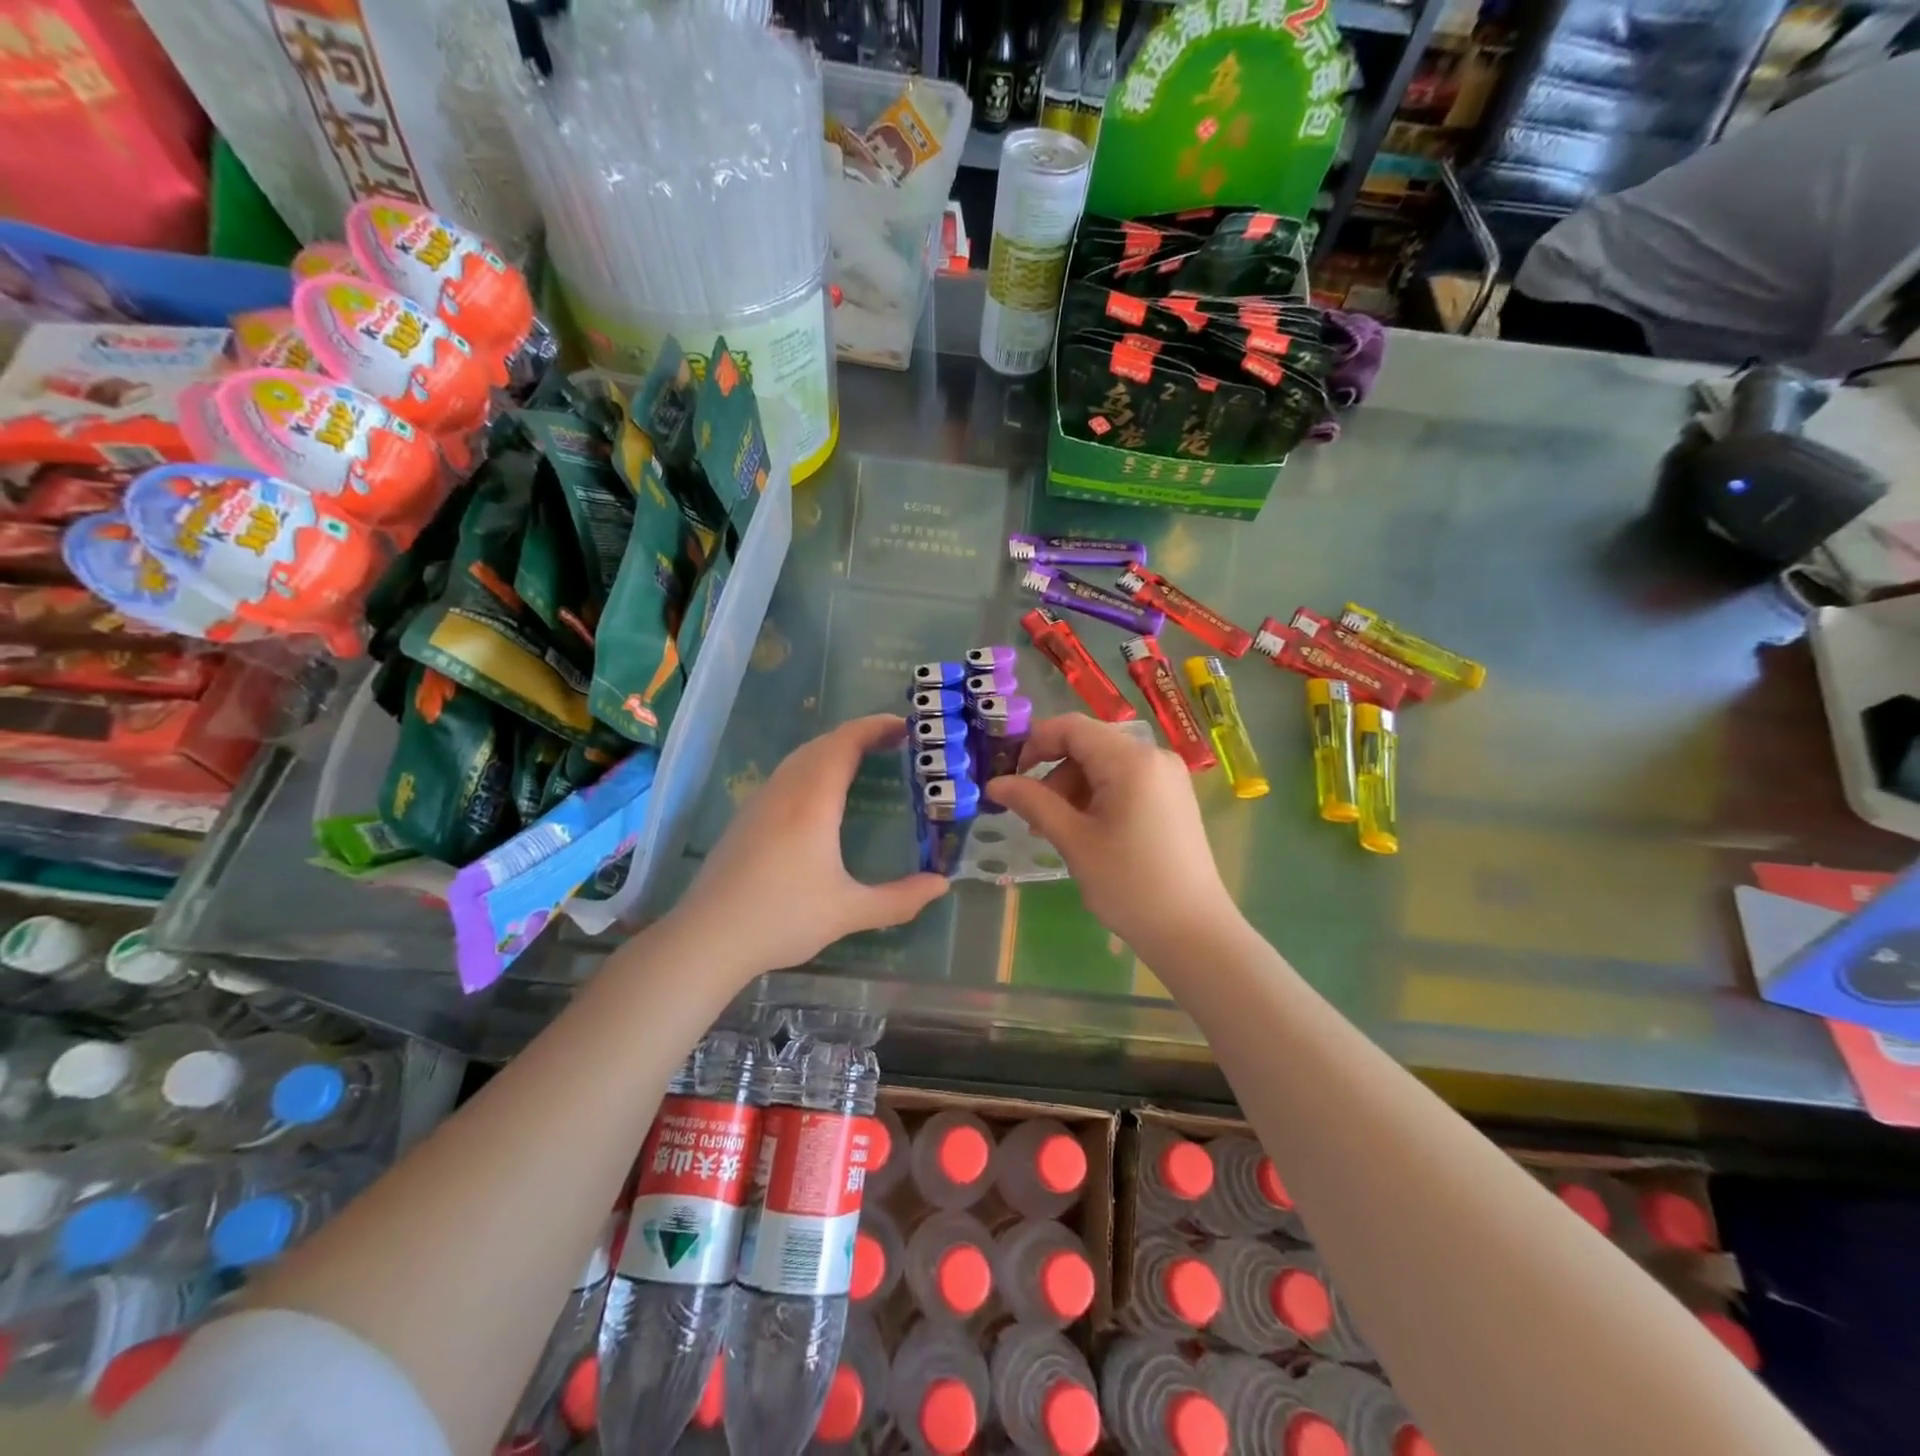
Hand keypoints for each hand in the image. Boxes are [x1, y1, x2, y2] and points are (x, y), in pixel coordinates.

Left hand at [674, 715, 948, 973]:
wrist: (707, 938)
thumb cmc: (783, 918)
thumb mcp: (849, 912)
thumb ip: (899, 899)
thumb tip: (941, 885)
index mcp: (813, 801)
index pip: (845, 743)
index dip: (876, 727)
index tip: (907, 727)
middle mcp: (785, 791)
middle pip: (823, 743)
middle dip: (860, 735)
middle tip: (894, 744)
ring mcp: (759, 802)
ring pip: (799, 758)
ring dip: (833, 750)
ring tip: (863, 762)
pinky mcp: (745, 819)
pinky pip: (785, 776)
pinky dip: (813, 768)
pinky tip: (820, 797)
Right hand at [986, 713, 1235, 953]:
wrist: (1193, 932)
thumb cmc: (1129, 884)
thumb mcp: (1074, 841)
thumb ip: (1033, 803)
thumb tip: (995, 783)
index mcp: (1131, 760)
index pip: (1072, 727)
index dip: (1034, 742)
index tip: (1009, 774)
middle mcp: (1154, 757)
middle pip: (1089, 745)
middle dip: (1053, 773)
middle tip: (1031, 814)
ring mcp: (1168, 777)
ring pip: (1105, 765)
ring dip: (1073, 788)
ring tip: (1054, 831)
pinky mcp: (1173, 798)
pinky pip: (1125, 782)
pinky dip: (1097, 797)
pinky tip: (1085, 832)